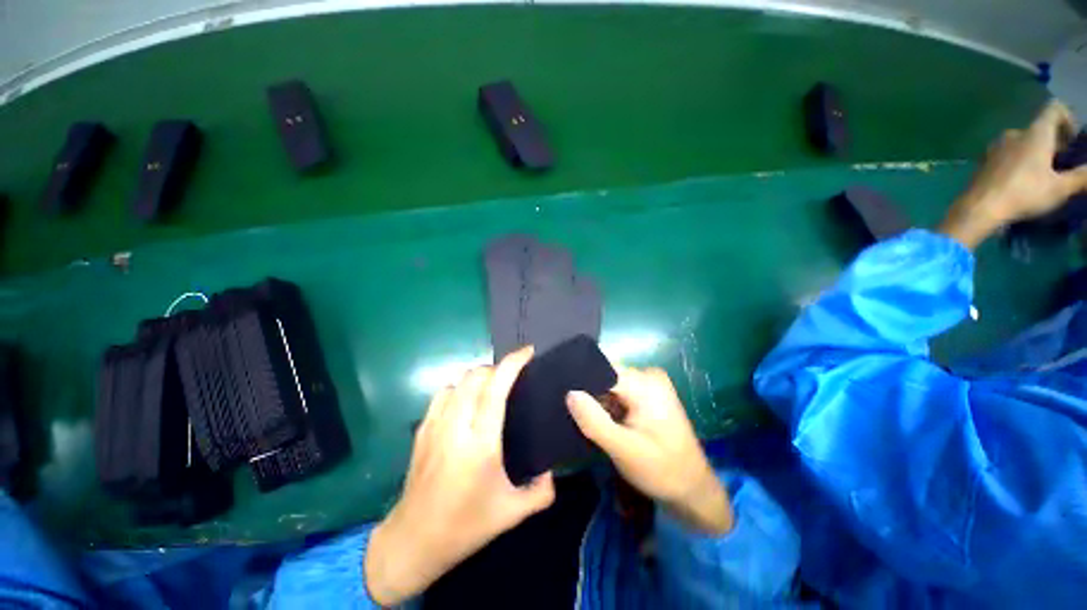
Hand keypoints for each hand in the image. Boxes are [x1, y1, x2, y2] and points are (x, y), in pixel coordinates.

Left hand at [364, 347, 554, 605]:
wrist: (412, 541)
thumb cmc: (465, 527)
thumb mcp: (511, 514)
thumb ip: (541, 493)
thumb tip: (553, 472)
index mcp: (481, 444)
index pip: (496, 389)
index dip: (512, 363)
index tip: (528, 352)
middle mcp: (456, 427)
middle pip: (476, 377)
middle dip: (498, 368)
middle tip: (514, 376)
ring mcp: (435, 425)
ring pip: (457, 380)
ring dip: (478, 376)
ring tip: (493, 385)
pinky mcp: (422, 429)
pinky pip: (442, 393)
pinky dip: (459, 386)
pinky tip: (468, 400)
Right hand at [566, 367, 732, 534]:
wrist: (693, 489)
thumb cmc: (661, 470)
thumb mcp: (623, 449)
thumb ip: (594, 421)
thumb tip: (569, 393)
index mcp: (645, 383)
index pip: (602, 369)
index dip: (580, 380)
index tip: (559, 393)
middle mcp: (648, 376)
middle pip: (605, 375)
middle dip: (587, 392)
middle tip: (569, 411)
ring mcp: (649, 385)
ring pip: (609, 384)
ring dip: (596, 399)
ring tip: (581, 416)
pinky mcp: (648, 396)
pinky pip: (618, 392)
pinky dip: (606, 405)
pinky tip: (598, 418)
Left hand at [940, 100, 1086, 248]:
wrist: (979, 208)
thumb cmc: (1025, 194)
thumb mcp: (1060, 187)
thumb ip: (1081, 177)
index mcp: (1035, 132)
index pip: (1054, 108)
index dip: (1068, 117)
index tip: (1073, 139)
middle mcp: (1014, 133)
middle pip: (1038, 127)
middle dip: (1052, 140)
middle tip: (1061, 162)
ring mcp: (996, 147)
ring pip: (1022, 141)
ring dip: (1035, 151)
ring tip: (1042, 173)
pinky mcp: (983, 161)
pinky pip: (1006, 154)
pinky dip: (1018, 161)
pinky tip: (1021, 181)